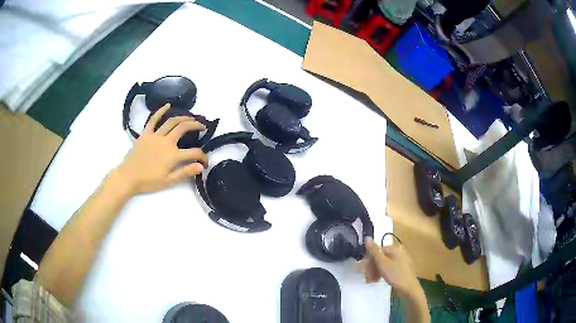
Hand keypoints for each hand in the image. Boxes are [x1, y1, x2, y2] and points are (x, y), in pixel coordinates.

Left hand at [112, 103, 207, 194]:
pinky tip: (168, 105)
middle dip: (196, 125)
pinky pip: (153, 119)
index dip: (203, 156)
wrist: (128, 177)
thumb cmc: (148, 182)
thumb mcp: (168, 181)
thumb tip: (201, 167)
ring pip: (172, 121)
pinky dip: (161, 111)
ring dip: (183, 117)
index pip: (194, 153)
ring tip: (191, 117)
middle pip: (184, 128)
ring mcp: (155, 135)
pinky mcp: (146, 133)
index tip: (205, 162)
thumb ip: (185, 172)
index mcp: (173, 155)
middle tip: (202, 127)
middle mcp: (166, 142)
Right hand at [361, 237, 422, 298]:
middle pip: (380, 257)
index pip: (377, 251)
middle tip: (368, 278)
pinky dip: (382, 273)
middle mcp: (398, 251)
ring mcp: (400, 260)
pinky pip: (388, 267)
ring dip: (375, 271)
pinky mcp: (401, 268)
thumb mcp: (383, 263)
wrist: (409, 289)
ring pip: (383, 263)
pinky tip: (379, 280)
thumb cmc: (396, 275)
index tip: (365, 271)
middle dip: (372, 267)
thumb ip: (374, 251)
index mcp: (394, 248)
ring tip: (372, 280)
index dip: (369, 261)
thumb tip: (366, 237)